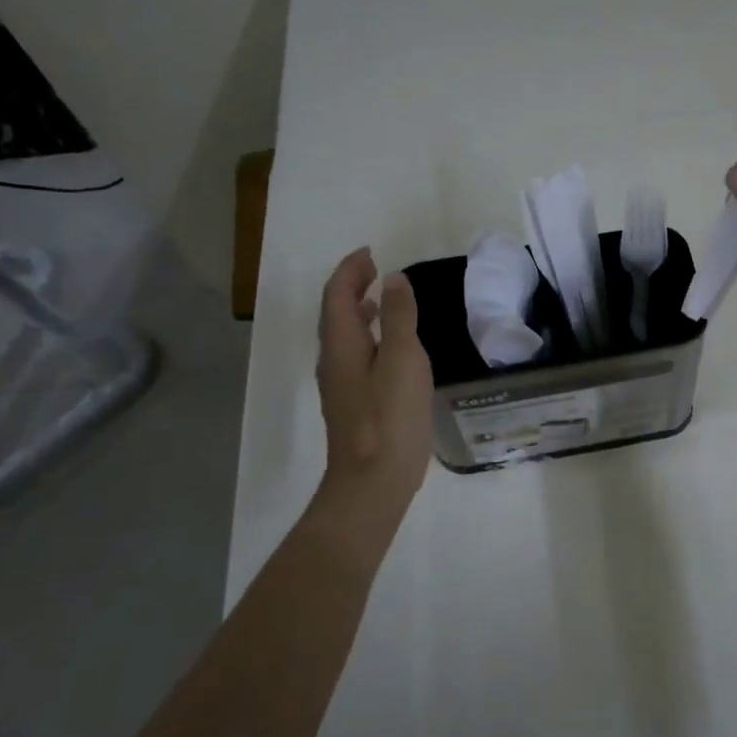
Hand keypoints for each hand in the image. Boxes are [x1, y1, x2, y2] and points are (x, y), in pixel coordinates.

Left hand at [314, 248, 433, 506]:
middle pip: (335, 313)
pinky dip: (369, 337)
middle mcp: (333, 360)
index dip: (351, 269)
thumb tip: (393, 280)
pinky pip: (356, 356)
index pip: (336, 294)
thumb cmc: (390, 418)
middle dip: (352, 286)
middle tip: (377, 271)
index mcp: (341, 344)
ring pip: (344, 336)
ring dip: (359, 311)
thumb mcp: (403, 360)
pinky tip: (391, 349)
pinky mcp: (353, 404)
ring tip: (384, 301)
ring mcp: (341, 385)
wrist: (372, 482)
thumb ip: (400, 317)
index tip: (371, 253)